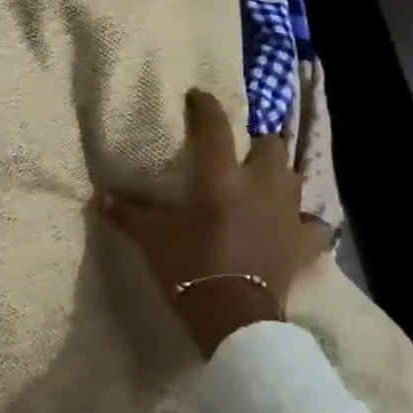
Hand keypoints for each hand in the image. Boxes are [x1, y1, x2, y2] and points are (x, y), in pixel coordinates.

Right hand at [95, 89, 330, 359]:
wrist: (234, 315)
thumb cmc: (189, 267)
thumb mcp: (151, 238)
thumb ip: (127, 213)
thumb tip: (99, 196)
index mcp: (221, 178)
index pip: (215, 128)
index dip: (206, 107)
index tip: (199, 96)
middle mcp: (260, 186)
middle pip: (269, 146)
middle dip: (256, 141)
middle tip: (239, 148)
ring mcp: (288, 214)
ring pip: (293, 177)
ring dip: (279, 174)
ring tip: (264, 180)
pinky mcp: (304, 243)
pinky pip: (313, 223)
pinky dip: (304, 221)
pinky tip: (294, 224)